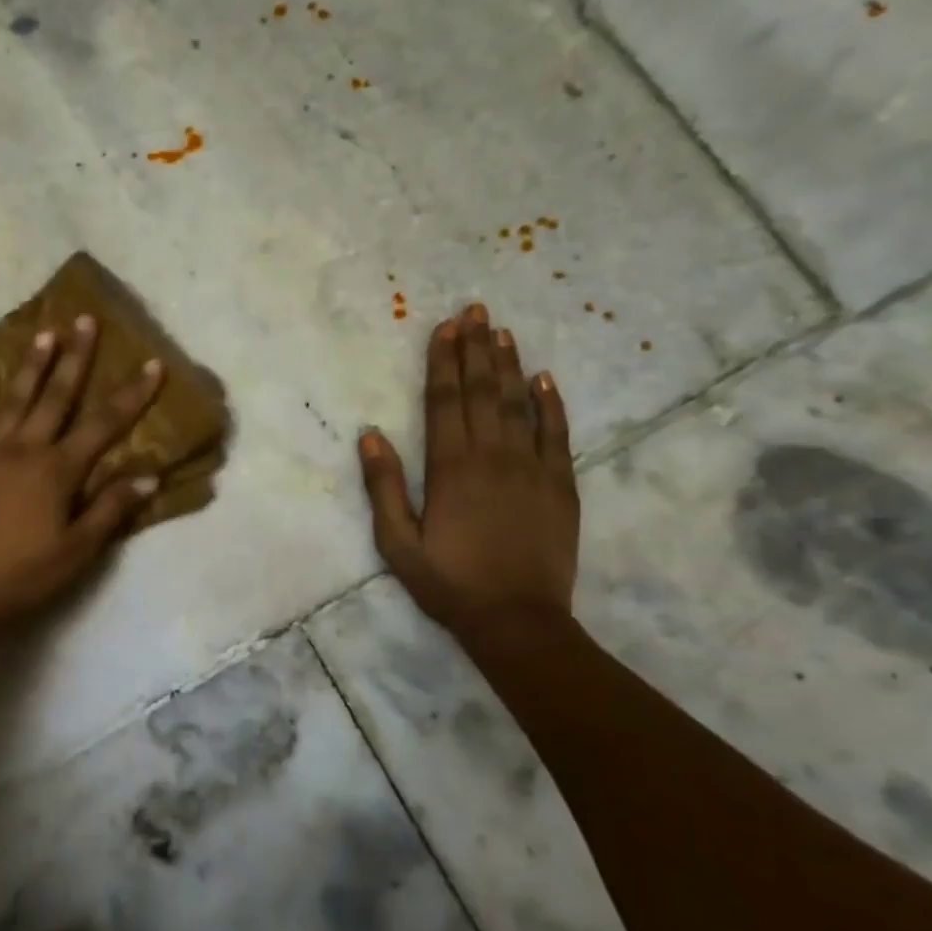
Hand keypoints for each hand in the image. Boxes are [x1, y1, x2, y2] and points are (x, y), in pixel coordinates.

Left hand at [0, 315, 164, 637]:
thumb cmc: (24, 576)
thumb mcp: (78, 551)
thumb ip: (111, 509)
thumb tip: (149, 475)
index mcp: (58, 471)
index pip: (104, 425)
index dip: (132, 395)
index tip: (152, 365)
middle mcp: (24, 450)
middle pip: (57, 397)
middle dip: (76, 358)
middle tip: (86, 320)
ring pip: (13, 400)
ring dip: (31, 366)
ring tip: (43, 333)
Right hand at [359, 303, 578, 638]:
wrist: (517, 620)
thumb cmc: (449, 582)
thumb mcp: (397, 542)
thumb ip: (383, 487)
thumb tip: (370, 435)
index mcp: (450, 468)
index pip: (445, 401)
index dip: (443, 362)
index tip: (445, 328)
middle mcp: (492, 456)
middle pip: (482, 392)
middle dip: (476, 349)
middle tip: (475, 311)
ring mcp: (532, 468)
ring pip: (519, 404)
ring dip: (509, 365)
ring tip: (502, 331)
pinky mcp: (561, 485)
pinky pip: (558, 434)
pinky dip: (552, 404)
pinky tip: (544, 379)